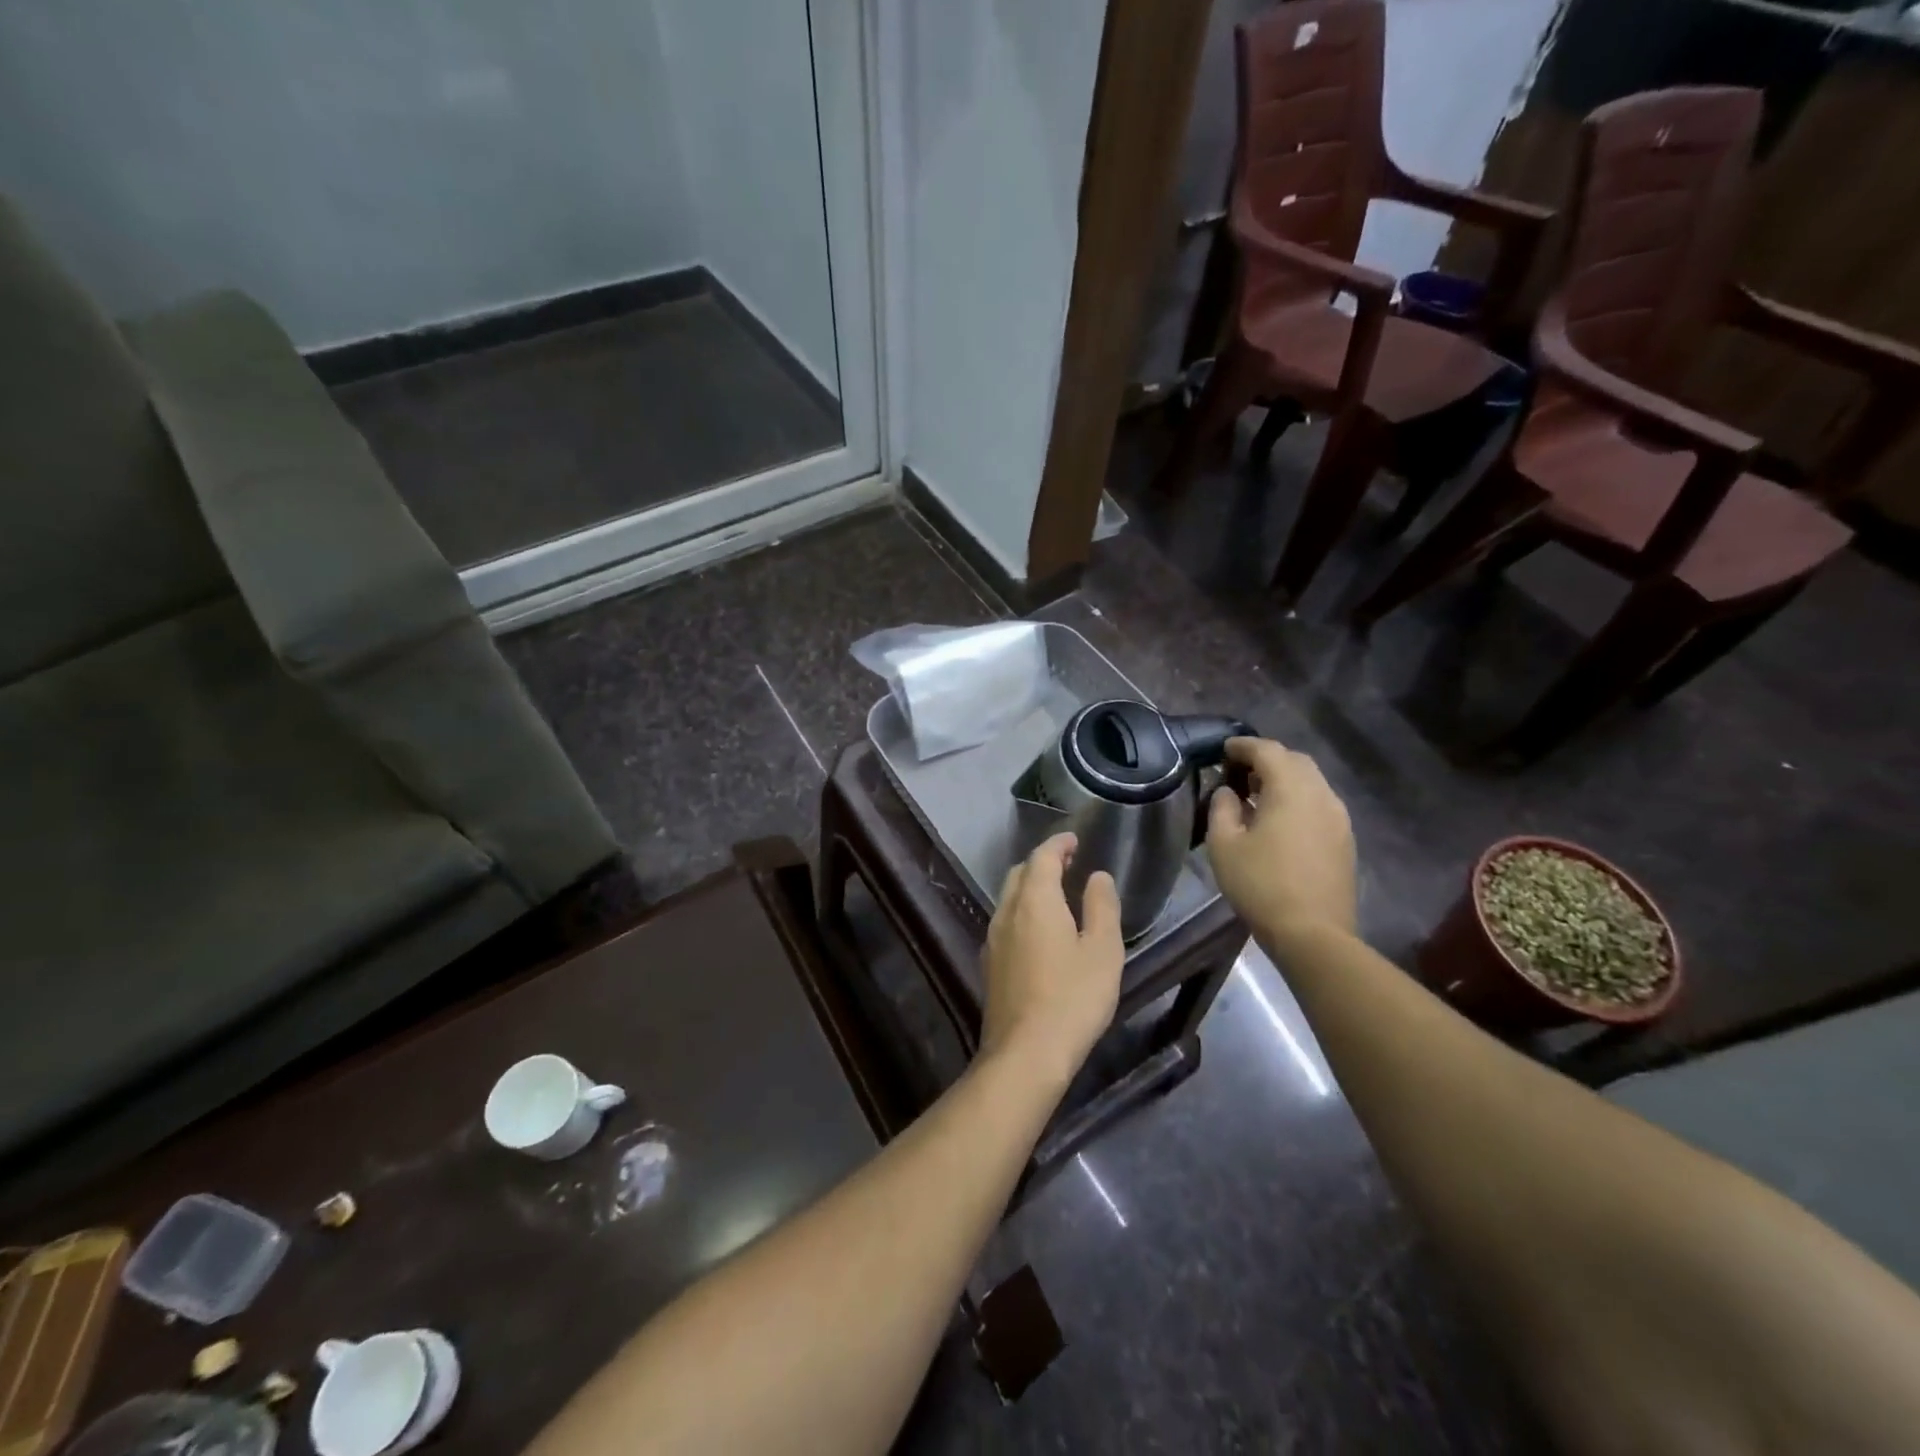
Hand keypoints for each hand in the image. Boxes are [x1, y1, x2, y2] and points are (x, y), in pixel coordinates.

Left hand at [979, 833, 1124, 1086]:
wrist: (1025, 1054)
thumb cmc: (1073, 998)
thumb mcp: (1102, 950)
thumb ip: (1101, 906)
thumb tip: (1097, 876)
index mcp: (1035, 901)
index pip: (1042, 857)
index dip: (1058, 844)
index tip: (1074, 839)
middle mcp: (1006, 912)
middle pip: (1020, 873)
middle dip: (1042, 862)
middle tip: (1067, 863)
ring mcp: (993, 939)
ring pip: (1009, 898)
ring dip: (1030, 887)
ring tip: (1056, 893)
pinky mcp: (989, 965)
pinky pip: (1005, 922)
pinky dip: (1022, 911)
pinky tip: (1038, 931)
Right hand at [1206, 738, 1356, 944]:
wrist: (1312, 933)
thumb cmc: (1260, 884)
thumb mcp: (1224, 845)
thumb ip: (1222, 808)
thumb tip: (1228, 791)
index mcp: (1291, 789)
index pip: (1267, 750)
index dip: (1243, 746)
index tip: (1223, 749)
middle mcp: (1321, 794)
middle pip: (1295, 761)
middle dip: (1267, 759)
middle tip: (1239, 771)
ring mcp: (1338, 817)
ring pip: (1311, 782)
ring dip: (1285, 780)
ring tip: (1257, 795)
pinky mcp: (1344, 839)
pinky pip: (1319, 804)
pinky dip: (1298, 800)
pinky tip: (1279, 821)